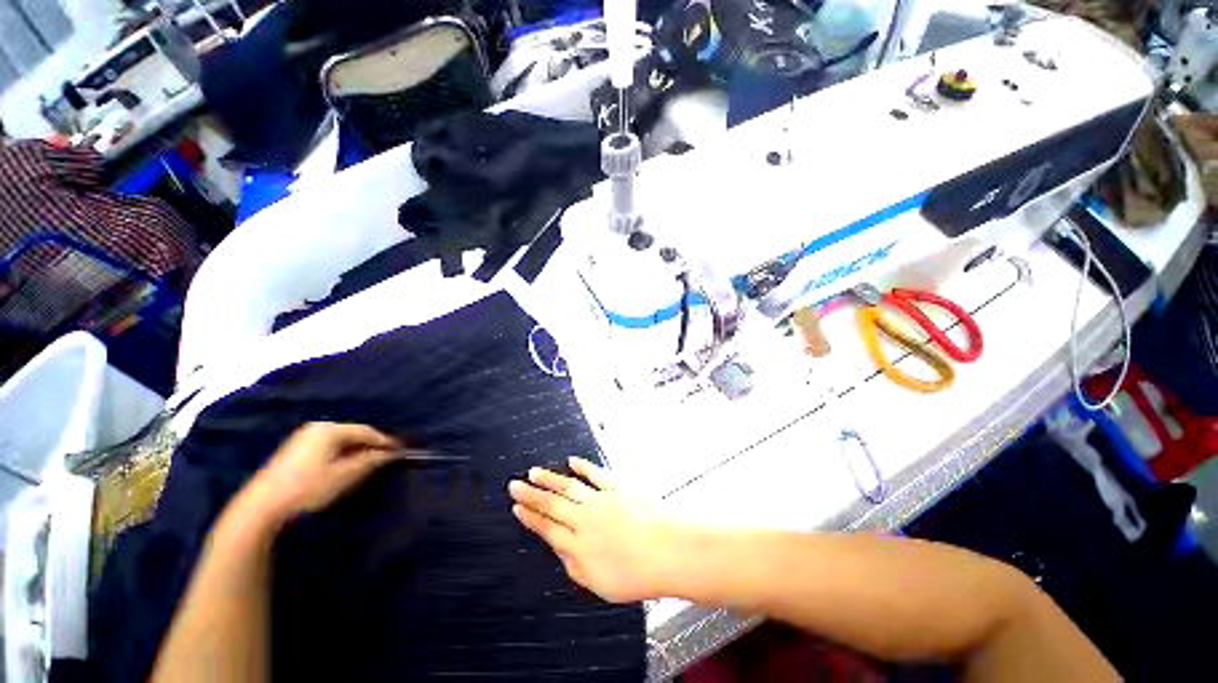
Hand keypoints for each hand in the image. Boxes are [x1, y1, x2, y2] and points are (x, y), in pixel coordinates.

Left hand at [230, 422, 401, 532]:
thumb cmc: (308, 488)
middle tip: (387, 457)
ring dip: (357, 451)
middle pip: (353, 434)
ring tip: (370, 463)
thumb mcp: (345, 475)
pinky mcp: (295, 452)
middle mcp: (317, 428)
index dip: (385, 441)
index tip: (401, 450)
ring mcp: (303, 439)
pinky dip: (342, 455)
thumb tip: (391, 453)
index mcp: (330, 429)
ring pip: (340, 441)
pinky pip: (328, 447)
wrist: (261, 508)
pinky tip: (346, 467)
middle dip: (371, 445)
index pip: (366, 431)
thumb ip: (371, 460)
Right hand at [508, 457, 679, 602]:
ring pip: (569, 486)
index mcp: (578, 545)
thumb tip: (561, 549)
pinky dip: (583, 467)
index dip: (530, 517)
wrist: (667, 551)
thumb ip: (575, 566)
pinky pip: (596, 474)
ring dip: (550, 478)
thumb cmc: (636, 575)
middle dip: (531, 493)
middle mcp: (585, 518)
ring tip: (535, 471)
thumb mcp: (598, 584)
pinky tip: (573, 461)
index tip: (516, 506)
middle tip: (515, 483)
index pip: (547, 527)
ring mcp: (601, 500)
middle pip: (552, 503)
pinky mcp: (618, 488)